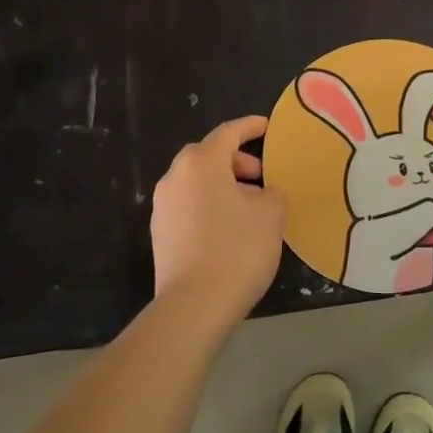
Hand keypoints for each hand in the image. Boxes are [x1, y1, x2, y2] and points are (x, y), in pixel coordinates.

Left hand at [149, 116, 285, 328]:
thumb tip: (264, 194)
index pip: (228, 133)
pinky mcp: (160, 234)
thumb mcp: (271, 215)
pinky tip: (231, 228)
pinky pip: (189, 206)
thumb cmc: (238, 249)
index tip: (266, 126)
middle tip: (261, 175)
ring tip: (251, 206)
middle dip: (236, 161)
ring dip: (223, 186)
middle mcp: (175, 178)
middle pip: (208, 156)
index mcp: (201, 163)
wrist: (194, 306)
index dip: (249, 127)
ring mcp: (163, 207)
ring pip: (197, 183)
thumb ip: (272, 194)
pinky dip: (210, 205)